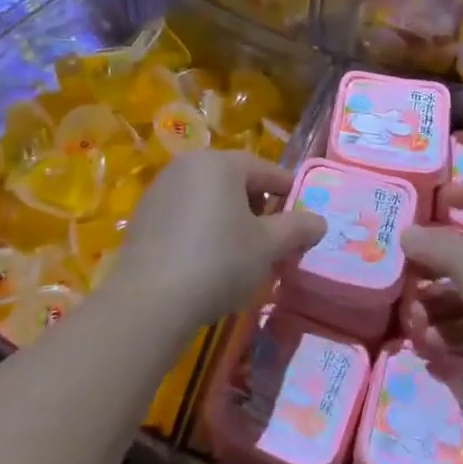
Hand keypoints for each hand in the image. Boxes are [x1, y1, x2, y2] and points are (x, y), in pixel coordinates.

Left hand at [102, 150, 324, 328]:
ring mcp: (161, 189)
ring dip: (228, 219)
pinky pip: (184, 215)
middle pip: (234, 180)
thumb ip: (297, 228)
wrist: (149, 300)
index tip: (301, 215)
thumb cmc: (218, 261)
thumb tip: (320, 221)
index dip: (287, 191)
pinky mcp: (143, 216)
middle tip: (271, 239)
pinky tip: (206, 261)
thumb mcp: (267, 246)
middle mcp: (188, 165)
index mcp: (220, 163)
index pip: (265, 169)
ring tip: (240, 254)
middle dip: (256, 207)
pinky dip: (201, 229)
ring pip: (207, 198)